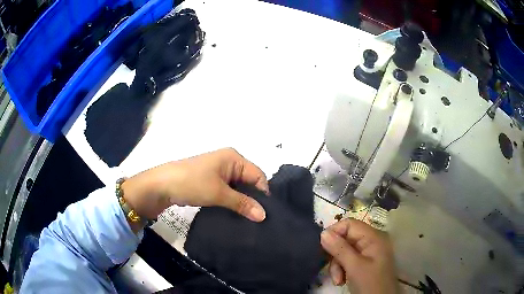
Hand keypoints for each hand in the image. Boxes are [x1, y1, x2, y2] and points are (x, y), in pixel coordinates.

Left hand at [122, 148, 268, 223]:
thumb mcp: (219, 194)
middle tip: (257, 219)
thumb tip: (263, 215)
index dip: (262, 194)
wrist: (161, 185)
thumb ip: (243, 204)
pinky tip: (234, 214)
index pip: (257, 175)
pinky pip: (228, 191)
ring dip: (241, 201)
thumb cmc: (192, 183)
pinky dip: (232, 201)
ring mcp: (219, 171)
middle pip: (249, 181)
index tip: (264, 214)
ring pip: (238, 188)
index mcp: (234, 158)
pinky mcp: (211, 181)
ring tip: (247, 219)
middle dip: (252, 199)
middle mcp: (229, 162)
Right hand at [320, 218, 398, 293]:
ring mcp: (368, 252)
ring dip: (337, 265)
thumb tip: (323, 233)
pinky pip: (348, 260)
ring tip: (338, 280)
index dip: (335, 233)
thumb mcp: (354, 266)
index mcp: (373, 237)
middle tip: (332, 271)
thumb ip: (339, 249)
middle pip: (345, 238)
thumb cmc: (370, 283)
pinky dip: (342, 269)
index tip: (323, 248)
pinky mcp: (364, 263)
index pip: (350, 224)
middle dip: (336, 255)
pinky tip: (341, 281)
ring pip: (344, 251)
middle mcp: (371, 241)